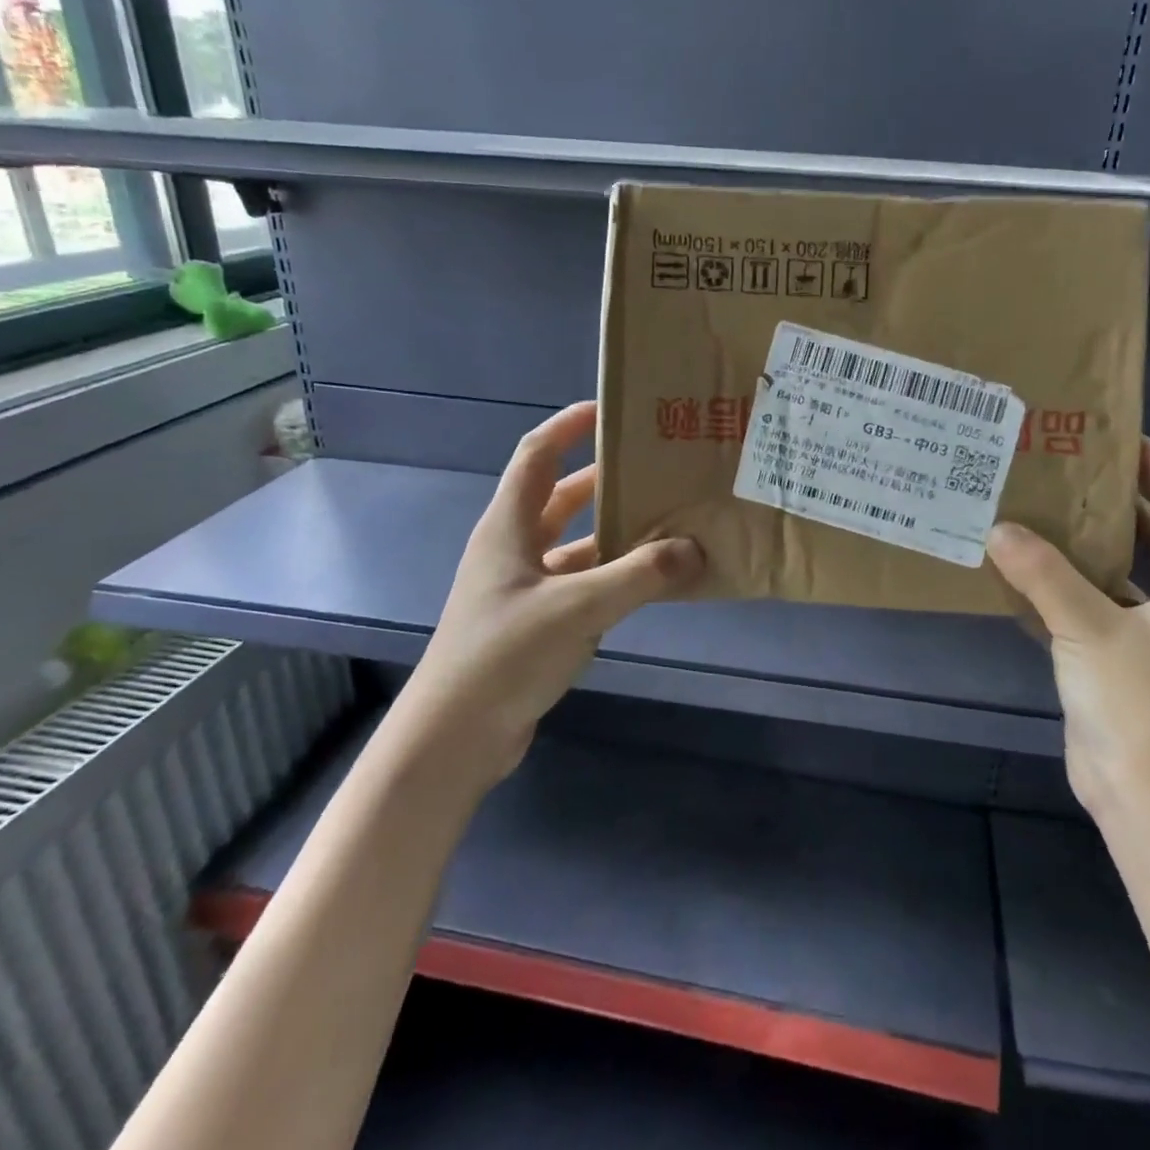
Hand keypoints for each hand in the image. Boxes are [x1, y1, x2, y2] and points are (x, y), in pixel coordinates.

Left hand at [396, 401, 703, 789]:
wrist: (454, 739)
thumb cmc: (504, 656)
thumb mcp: (577, 609)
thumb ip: (639, 576)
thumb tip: (695, 549)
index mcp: (508, 526)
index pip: (537, 454)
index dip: (569, 426)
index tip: (612, 410)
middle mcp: (514, 548)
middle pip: (562, 497)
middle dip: (606, 479)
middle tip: (658, 468)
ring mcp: (523, 587)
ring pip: (576, 543)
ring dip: (615, 532)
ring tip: (669, 520)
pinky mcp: (536, 622)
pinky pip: (583, 583)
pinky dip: (614, 576)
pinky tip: (652, 582)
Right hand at [987, 438, 1149, 826]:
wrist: (1149, 799)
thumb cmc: (1138, 704)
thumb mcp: (1089, 629)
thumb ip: (1043, 574)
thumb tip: (997, 528)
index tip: (1120, 436)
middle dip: (1118, 499)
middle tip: (1067, 467)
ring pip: (1123, 571)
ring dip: (1087, 542)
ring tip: (1040, 508)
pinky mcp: (1122, 661)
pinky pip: (1095, 606)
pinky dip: (1067, 586)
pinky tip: (1024, 572)